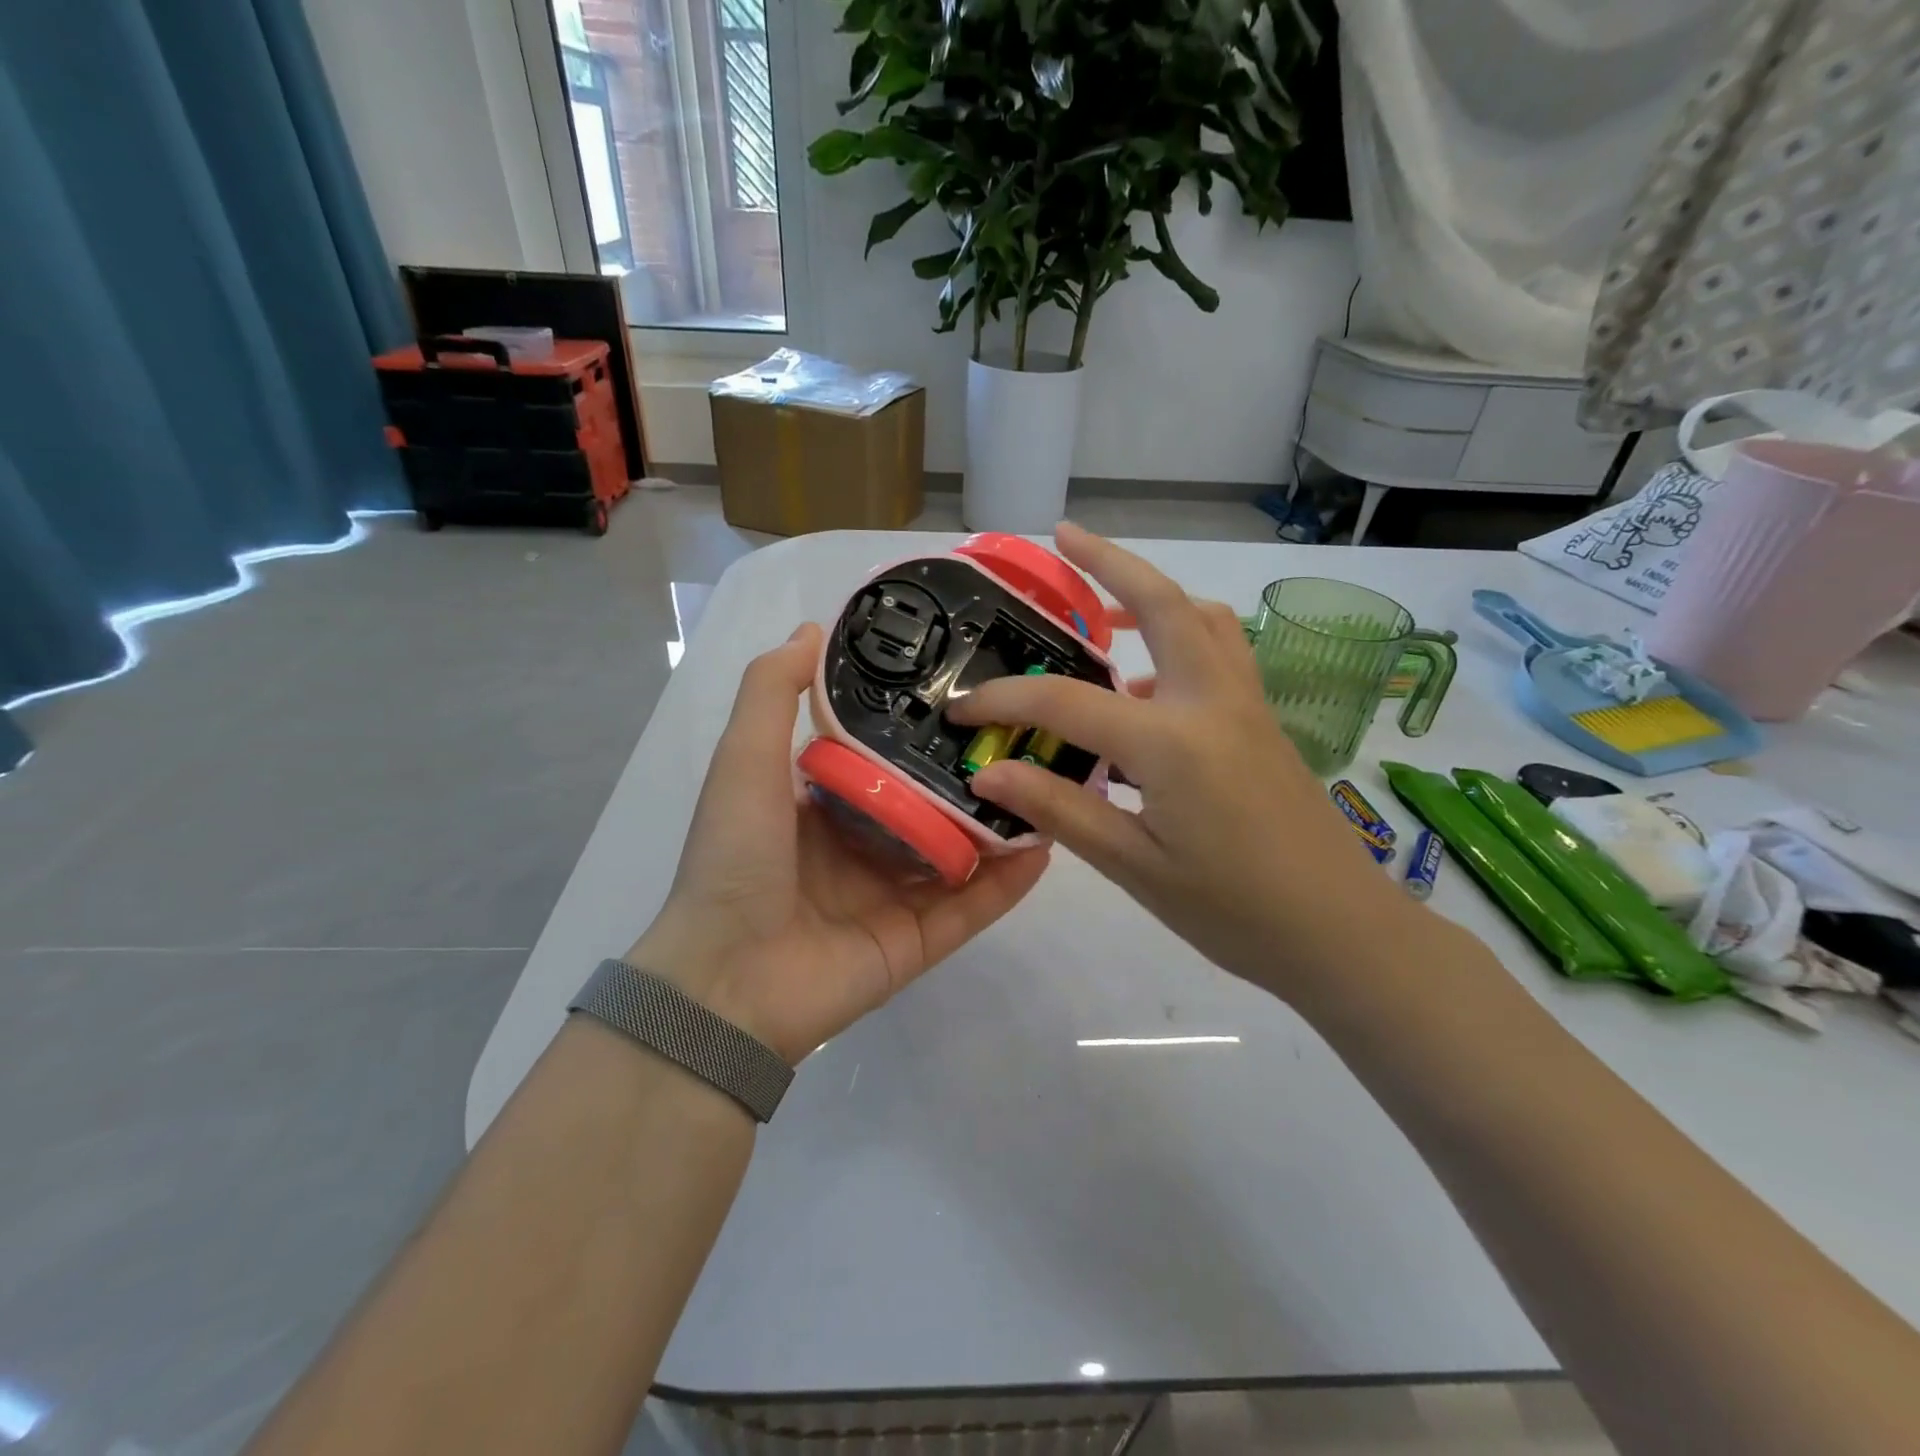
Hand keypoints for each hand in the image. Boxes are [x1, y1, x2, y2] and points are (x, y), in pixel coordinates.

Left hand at [631, 623, 1049, 1064]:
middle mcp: (860, 847)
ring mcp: (891, 898)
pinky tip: (1045, 846)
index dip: (920, 724)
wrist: (727, 982)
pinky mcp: (917, 943)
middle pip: (929, 804)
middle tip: (1026, 734)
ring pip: (958, 855)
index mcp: (820, 805)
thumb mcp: (744, 759)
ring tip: (1050, 783)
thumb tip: (813, 629)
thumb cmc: (736, 859)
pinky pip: (971, 908)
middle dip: (972, 774)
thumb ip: (773, 692)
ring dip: (998, 825)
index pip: (881, 756)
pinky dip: (1007, 883)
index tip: (966, 689)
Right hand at [949, 523, 1422, 999]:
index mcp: (1173, 742)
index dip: (1004, 700)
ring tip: (1104, 606)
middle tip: (1061, 538)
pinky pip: (1219, 652)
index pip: (1066, 701)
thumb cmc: (1234, 911)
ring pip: (1202, 618)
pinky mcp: (1263, 722)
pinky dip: (1180, 638)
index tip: (960, 707)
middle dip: (1108, 561)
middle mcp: (1213, 702)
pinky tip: (1145, 684)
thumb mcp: (1135, 868)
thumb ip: (1062, 809)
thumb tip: (989, 772)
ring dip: (1152, 594)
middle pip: (1162, 603)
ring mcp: (1247, 706)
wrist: (1342, 934)